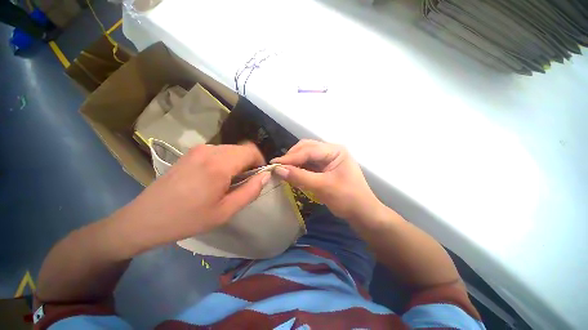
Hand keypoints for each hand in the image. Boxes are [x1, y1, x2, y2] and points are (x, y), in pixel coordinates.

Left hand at [113, 143, 269, 249]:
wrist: (146, 218)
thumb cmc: (188, 218)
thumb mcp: (226, 211)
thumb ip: (251, 191)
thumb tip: (266, 175)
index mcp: (220, 164)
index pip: (251, 150)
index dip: (260, 161)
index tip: (259, 176)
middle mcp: (210, 150)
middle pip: (241, 149)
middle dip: (249, 163)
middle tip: (245, 182)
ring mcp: (198, 149)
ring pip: (230, 150)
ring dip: (237, 162)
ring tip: (230, 182)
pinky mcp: (191, 153)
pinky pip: (218, 152)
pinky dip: (225, 161)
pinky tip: (215, 177)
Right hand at [271, 140, 381, 219]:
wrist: (362, 213)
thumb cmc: (347, 198)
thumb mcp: (322, 187)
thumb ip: (300, 176)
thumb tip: (278, 170)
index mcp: (335, 150)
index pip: (309, 150)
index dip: (291, 157)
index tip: (274, 164)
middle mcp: (331, 151)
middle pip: (307, 148)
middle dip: (292, 157)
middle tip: (278, 167)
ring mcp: (328, 159)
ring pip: (306, 156)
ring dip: (294, 162)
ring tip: (283, 170)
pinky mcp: (325, 168)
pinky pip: (309, 164)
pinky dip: (300, 168)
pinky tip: (292, 173)